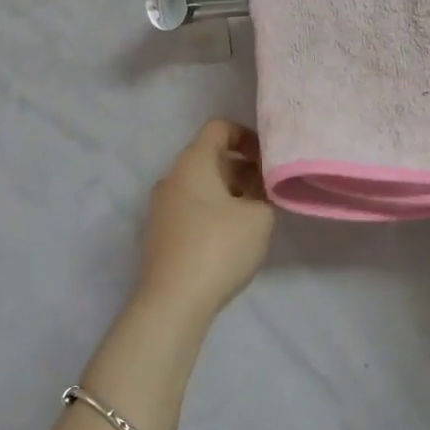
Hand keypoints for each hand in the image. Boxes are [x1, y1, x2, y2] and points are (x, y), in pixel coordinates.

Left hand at [133, 120, 274, 319]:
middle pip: (209, 157)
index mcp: (192, 163)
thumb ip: (265, 193)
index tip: (268, 160)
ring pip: (201, 185)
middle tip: (268, 189)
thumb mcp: (259, 216)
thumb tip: (260, 187)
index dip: (247, 136)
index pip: (219, 128)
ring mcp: (162, 207)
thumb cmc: (219, 247)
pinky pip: (191, 208)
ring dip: (229, 192)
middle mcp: (171, 178)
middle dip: (242, 168)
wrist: (173, 302)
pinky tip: (232, 237)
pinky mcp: (161, 234)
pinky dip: (213, 211)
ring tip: (255, 215)